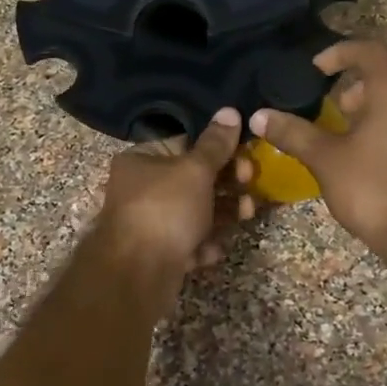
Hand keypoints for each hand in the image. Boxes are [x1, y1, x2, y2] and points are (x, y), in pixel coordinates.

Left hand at [89, 107, 245, 296]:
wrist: (137, 274)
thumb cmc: (165, 209)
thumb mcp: (195, 170)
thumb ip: (215, 144)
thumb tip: (229, 111)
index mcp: (142, 159)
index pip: (185, 144)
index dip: (219, 150)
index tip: (246, 157)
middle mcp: (141, 188)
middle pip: (193, 180)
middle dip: (227, 185)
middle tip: (249, 188)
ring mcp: (149, 222)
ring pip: (195, 212)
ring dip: (223, 214)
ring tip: (245, 216)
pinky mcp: (159, 252)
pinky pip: (188, 240)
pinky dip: (203, 243)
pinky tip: (211, 251)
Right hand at [249, 40, 386, 266]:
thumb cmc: (373, 187)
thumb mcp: (325, 158)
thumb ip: (292, 132)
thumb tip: (258, 116)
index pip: (368, 49)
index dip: (339, 52)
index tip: (315, 69)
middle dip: (361, 76)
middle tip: (336, 98)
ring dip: (377, 97)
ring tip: (348, 123)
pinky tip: (368, 146)